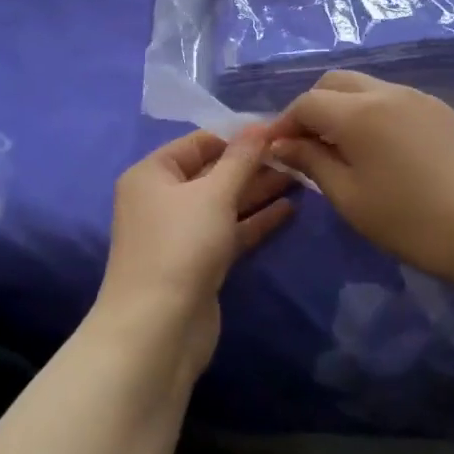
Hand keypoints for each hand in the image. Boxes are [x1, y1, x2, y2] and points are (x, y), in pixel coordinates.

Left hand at [95, 126, 294, 381]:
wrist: (158, 328)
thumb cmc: (181, 245)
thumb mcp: (213, 194)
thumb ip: (241, 159)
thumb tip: (259, 125)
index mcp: (153, 173)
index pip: (199, 142)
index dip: (237, 136)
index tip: (278, 130)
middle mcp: (162, 199)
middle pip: (213, 172)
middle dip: (253, 164)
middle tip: (297, 154)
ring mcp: (180, 233)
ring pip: (224, 203)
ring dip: (258, 191)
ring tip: (301, 176)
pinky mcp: (198, 262)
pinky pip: (229, 231)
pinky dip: (255, 221)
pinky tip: (288, 209)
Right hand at [266, 72, 453, 288]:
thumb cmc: (412, 220)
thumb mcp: (350, 198)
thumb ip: (312, 162)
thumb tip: (281, 144)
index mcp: (357, 112)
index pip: (306, 103)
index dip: (283, 123)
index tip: (274, 150)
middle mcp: (386, 92)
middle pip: (334, 83)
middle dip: (312, 107)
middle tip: (306, 145)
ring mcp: (418, 97)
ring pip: (365, 87)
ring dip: (342, 108)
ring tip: (340, 148)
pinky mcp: (440, 110)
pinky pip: (392, 98)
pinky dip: (371, 112)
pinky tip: (378, 148)